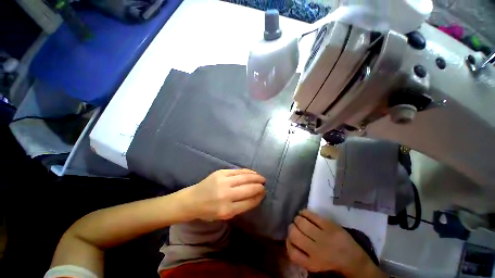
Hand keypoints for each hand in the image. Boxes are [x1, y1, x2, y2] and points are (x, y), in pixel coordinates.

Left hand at [182, 169, 265, 220]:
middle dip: (259, 187)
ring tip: (261, 178)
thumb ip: (241, 207)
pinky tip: (253, 173)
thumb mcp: (225, 215)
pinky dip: (248, 172)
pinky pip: (238, 171)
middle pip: (249, 189)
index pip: (249, 202)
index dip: (259, 197)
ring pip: (245, 178)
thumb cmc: (209, 211)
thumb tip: (256, 196)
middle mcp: (226, 195)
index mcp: (227, 210)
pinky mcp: (221, 172)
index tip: (264, 193)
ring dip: (256, 177)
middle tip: (264, 185)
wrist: (192, 200)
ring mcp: (223, 181)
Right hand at [286, 210, 384, 277]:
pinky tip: (304, 214)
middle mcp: (315, 250)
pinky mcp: (329, 225)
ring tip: (300, 220)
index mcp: (311, 263)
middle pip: (293, 233)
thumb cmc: (331, 261)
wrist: (353, 258)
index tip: (291, 239)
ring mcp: (323, 236)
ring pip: (300, 222)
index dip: (288, 242)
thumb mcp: (313, 264)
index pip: (291, 251)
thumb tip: (289, 238)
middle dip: (291, 228)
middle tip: (295, 227)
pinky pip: (310, 214)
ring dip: (297, 219)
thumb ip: (300, 255)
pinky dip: (304, 212)